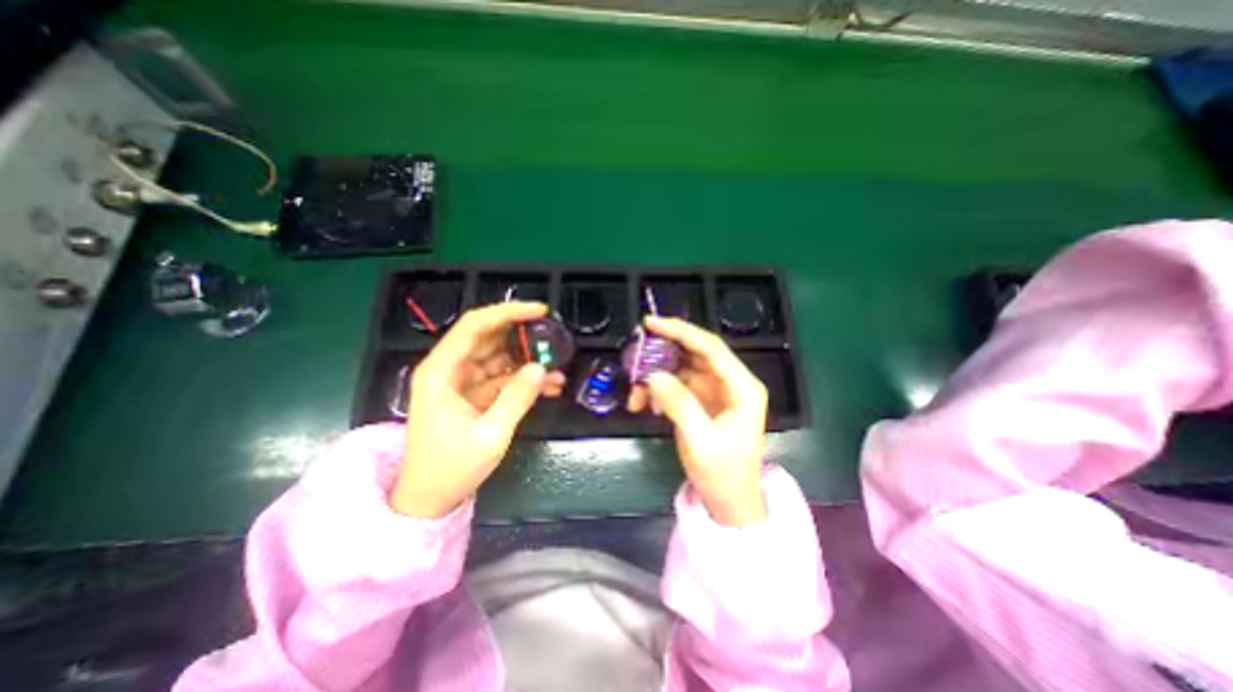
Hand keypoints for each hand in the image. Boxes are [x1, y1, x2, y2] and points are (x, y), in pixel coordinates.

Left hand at [391, 301, 565, 518]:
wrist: (431, 499)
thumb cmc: (452, 467)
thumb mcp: (491, 434)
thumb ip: (517, 398)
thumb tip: (542, 367)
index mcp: (441, 371)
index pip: (474, 326)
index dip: (507, 312)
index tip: (539, 311)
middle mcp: (450, 370)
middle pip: (489, 338)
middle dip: (523, 336)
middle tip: (553, 337)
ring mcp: (463, 382)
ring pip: (500, 358)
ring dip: (528, 360)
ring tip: (558, 367)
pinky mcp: (474, 395)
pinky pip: (503, 378)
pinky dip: (524, 380)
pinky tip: (549, 385)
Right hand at [630, 316, 768, 524]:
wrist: (730, 504)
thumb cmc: (723, 474)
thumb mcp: (699, 440)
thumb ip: (678, 403)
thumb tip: (652, 375)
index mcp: (741, 387)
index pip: (710, 347)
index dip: (680, 331)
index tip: (650, 323)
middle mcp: (731, 383)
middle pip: (694, 354)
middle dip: (663, 353)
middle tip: (634, 353)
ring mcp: (716, 392)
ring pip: (681, 370)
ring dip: (656, 377)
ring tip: (635, 395)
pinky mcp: (703, 402)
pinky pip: (677, 386)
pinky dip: (659, 391)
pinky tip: (645, 405)